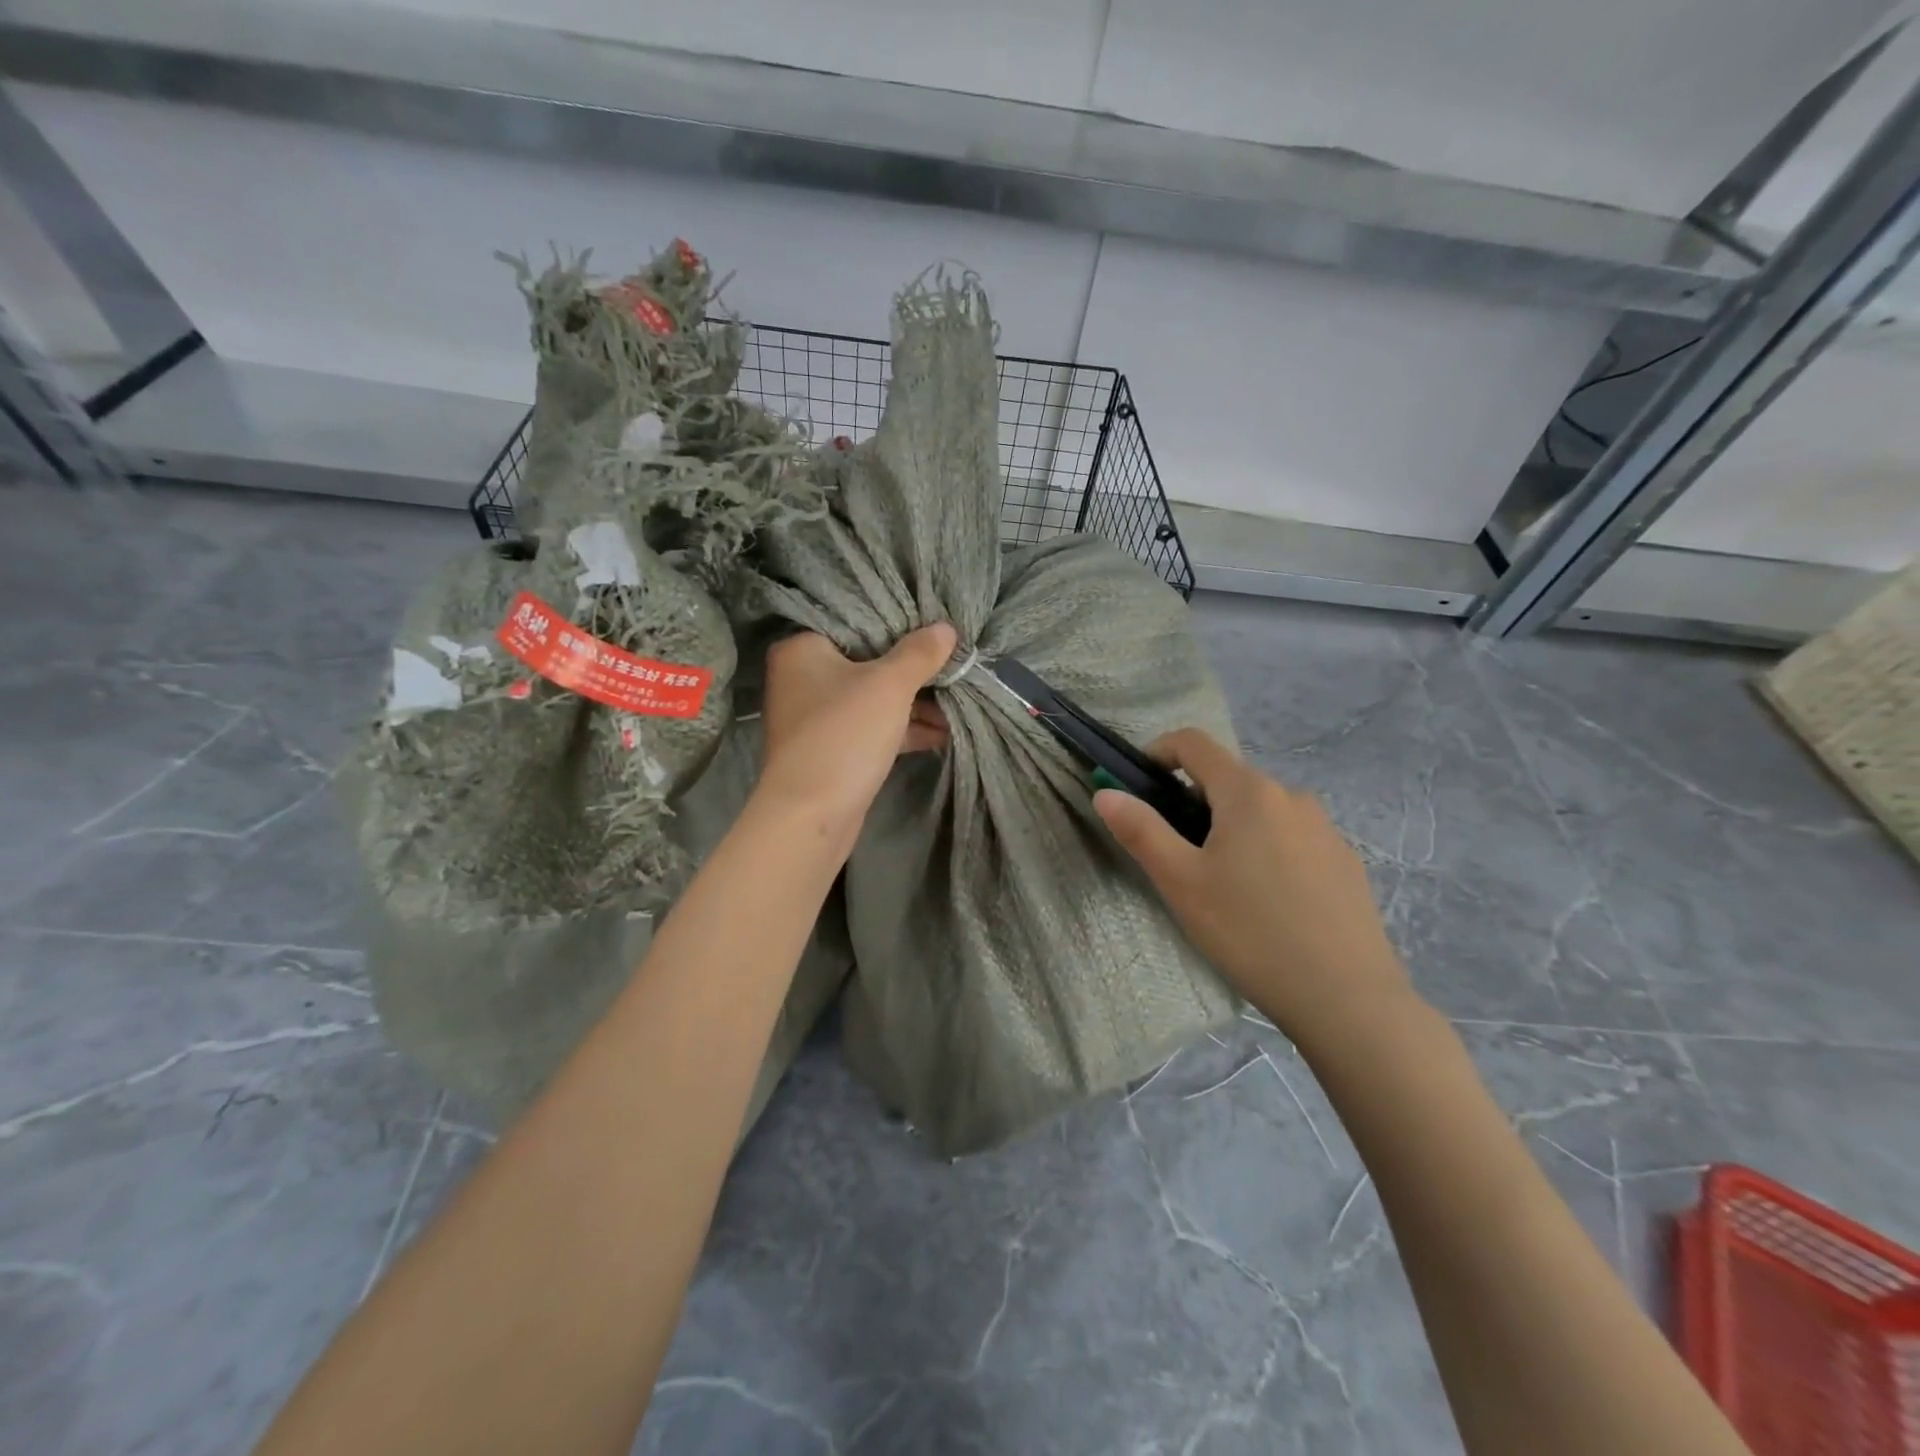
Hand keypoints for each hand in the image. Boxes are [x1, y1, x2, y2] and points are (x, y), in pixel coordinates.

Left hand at [757, 624, 957, 838]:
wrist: (811, 815)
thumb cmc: (844, 734)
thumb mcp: (889, 685)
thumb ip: (919, 653)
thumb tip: (946, 628)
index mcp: (802, 648)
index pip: (854, 620)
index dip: (897, 621)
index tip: (933, 621)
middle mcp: (803, 677)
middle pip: (867, 660)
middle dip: (913, 668)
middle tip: (952, 660)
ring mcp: (817, 716)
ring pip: (873, 697)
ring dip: (914, 702)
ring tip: (959, 698)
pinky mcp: (833, 748)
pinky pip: (873, 727)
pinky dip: (903, 728)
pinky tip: (944, 731)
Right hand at [1093, 728, 1418, 1049]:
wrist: (1348, 999)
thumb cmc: (1251, 932)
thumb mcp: (1181, 882)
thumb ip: (1140, 830)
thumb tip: (1106, 793)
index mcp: (1249, 792)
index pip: (1194, 743)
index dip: (1157, 753)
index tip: (1138, 787)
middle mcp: (1292, 796)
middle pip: (1228, 779)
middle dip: (1193, 802)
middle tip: (1177, 856)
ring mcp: (1325, 828)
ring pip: (1261, 811)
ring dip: (1231, 828)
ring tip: (1222, 886)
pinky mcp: (1345, 861)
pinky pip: (1292, 837)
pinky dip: (1266, 850)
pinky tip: (1267, 903)